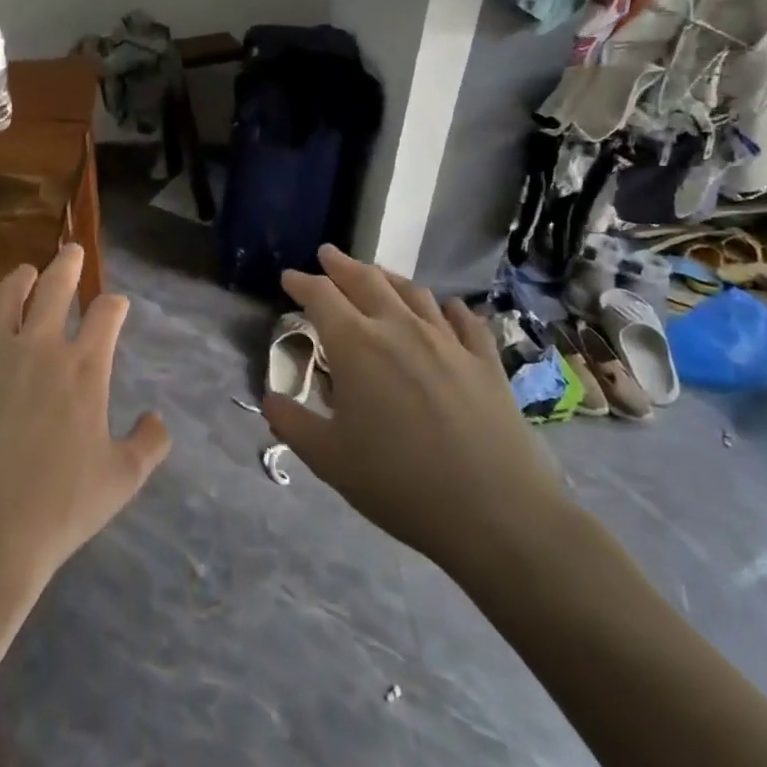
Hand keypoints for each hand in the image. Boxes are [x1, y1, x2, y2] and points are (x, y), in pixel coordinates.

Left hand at [0, 244, 170, 599]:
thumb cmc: (60, 508)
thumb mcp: (122, 479)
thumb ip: (149, 443)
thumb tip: (157, 419)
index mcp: (84, 367)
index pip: (106, 315)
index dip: (114, 305)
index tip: (116, 304)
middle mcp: (38, 347)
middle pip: (55, 288)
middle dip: (68, 265)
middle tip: (71, 251)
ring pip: (3, 299)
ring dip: (17, 280)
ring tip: (24, 272)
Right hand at [261, 245, 569, 581]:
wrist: (496, 512)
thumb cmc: (399, 483)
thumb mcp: (329, 460)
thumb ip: (292, 424)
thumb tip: (270, 399)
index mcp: (357, 346)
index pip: (322, 297)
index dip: (302, 283)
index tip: (288, 276)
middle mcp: (401, 329)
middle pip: (367, 281)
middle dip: (342, 265)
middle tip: (328, 254)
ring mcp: (448, 341)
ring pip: (414, 293)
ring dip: (388, 278)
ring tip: (376, 274)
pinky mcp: (485, 361)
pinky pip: (465, 321)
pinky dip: (449, 307)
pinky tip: (447, 306)